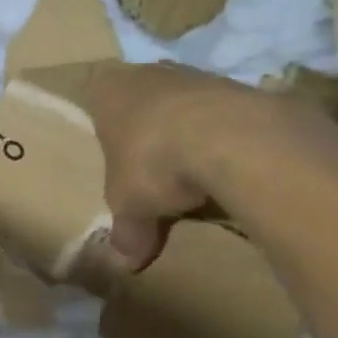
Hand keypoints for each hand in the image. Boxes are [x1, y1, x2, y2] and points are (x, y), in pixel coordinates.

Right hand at [85, 63, 250, 269]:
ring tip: (196, 176)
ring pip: (184, 106)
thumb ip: (127, 231)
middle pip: (143, 104)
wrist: (230, 138)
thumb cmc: (153, 162)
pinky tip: (230, 166)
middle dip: (149, 133)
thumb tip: (124, 264)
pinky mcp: (239, 85)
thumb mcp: (130, 207)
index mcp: (107, 91)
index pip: (98, 103)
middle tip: (155, 172)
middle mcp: (147, 73)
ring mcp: (195, 74)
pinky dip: (225, 137)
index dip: (108, 133)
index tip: (119, 161)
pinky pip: (223, 115)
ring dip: (189, 134)